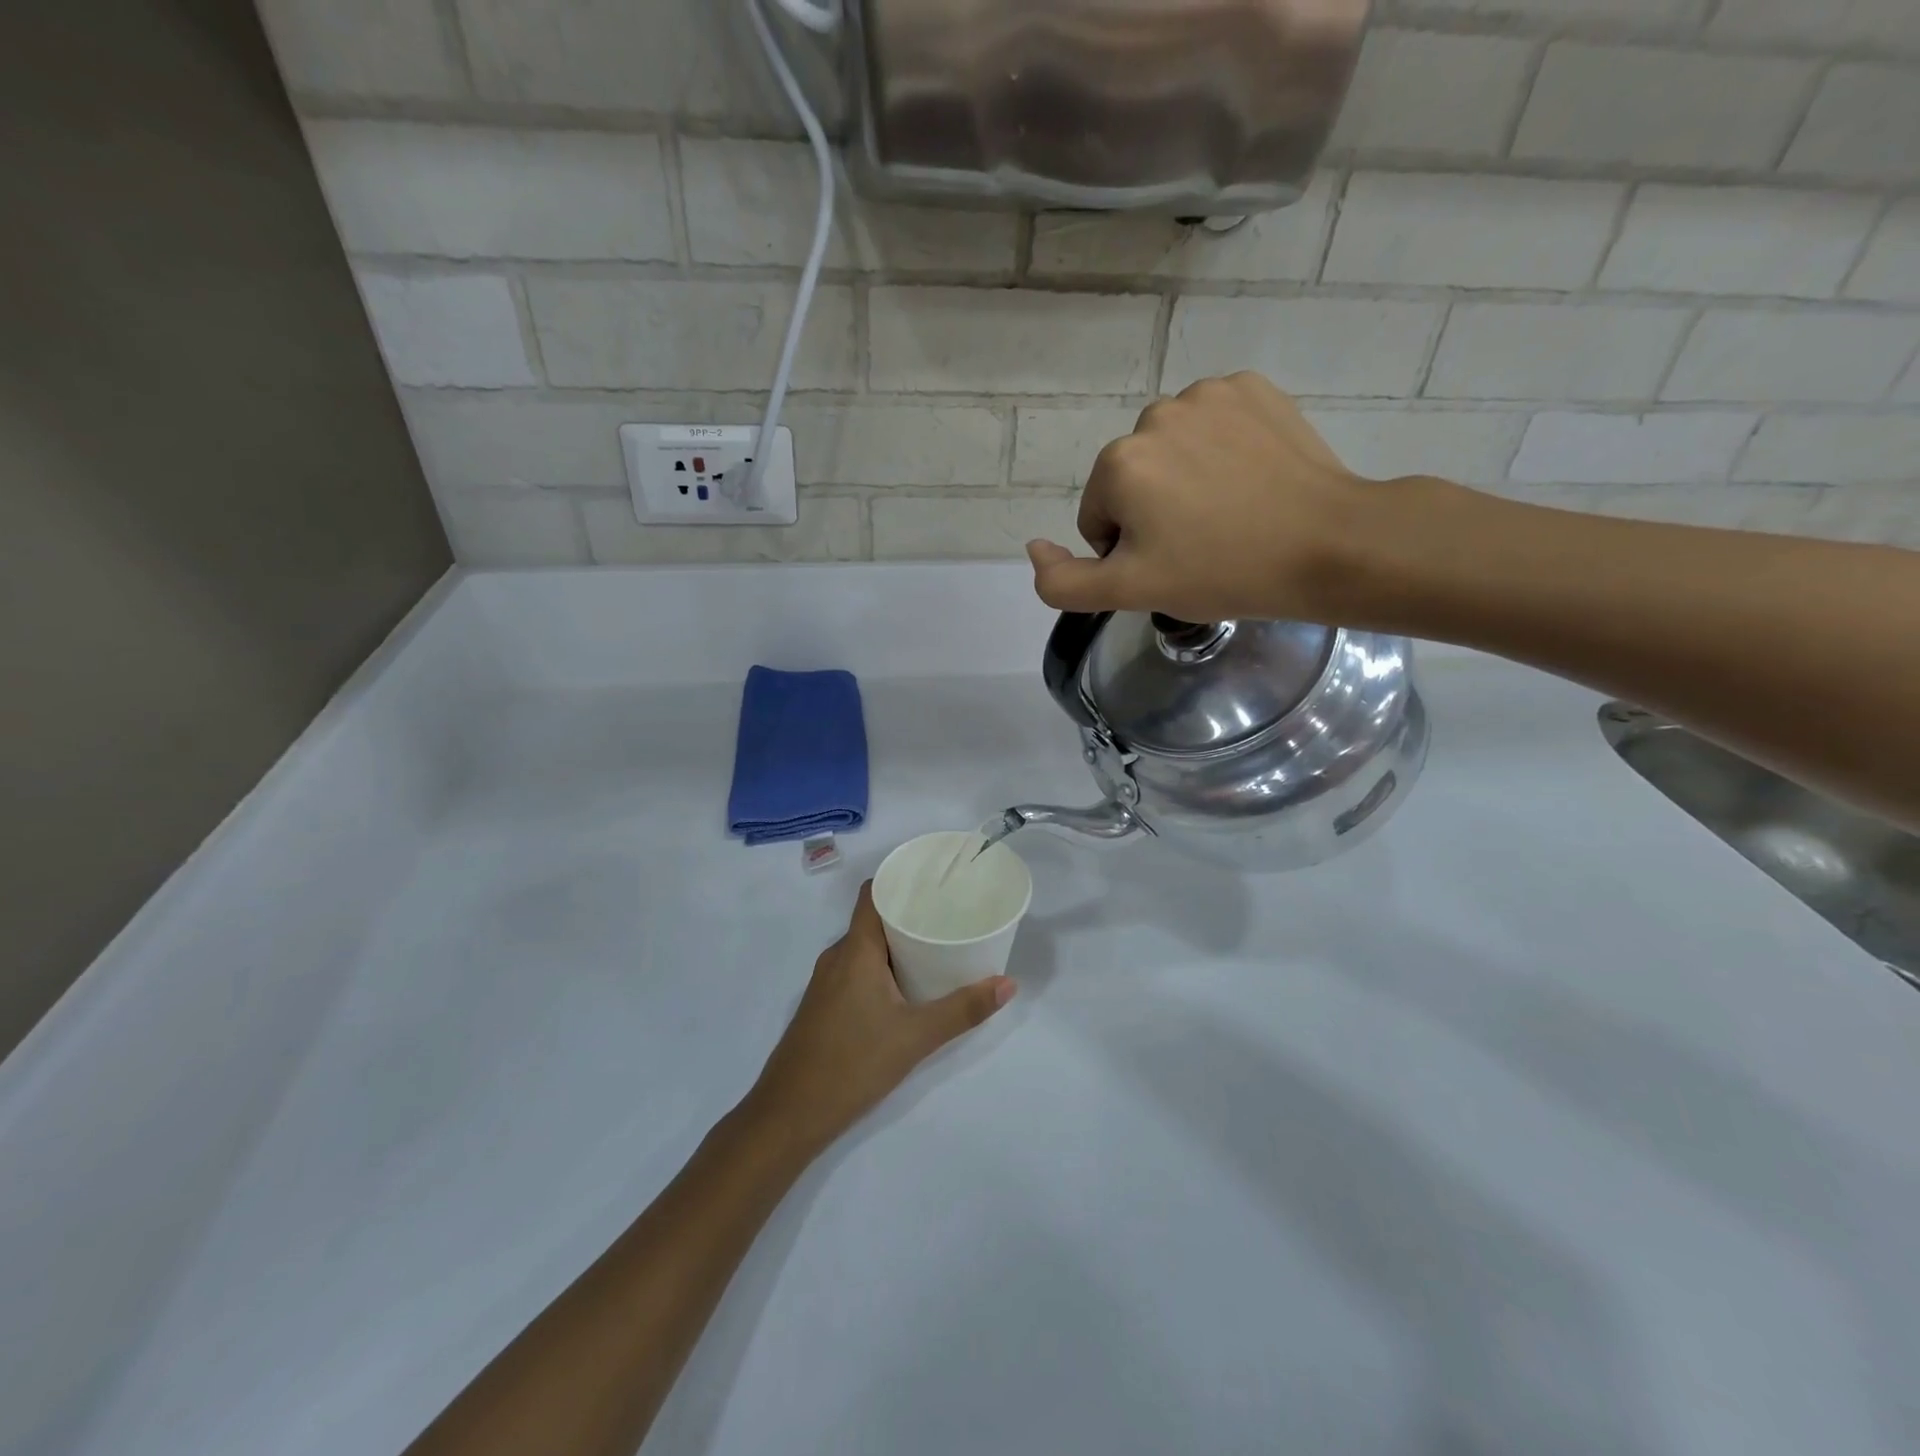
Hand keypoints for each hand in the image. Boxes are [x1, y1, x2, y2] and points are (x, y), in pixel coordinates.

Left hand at [744, 883, 1014, 1157]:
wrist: (788, 1115)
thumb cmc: (852, 1064)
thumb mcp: (915, 1037)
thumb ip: (962, 1010)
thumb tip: (1008, 984)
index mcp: (855, 950)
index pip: (873, 893)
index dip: (899, 879)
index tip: (934, 878)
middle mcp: (837, 957)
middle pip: (873, 919)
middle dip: (909, 913)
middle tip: (949, 913)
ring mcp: (826, 983)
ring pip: (865, 948)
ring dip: (896, 943)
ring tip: (936, 945)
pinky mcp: (824, 1006)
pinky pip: (856, 970)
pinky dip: (882, 967)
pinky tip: (907, 986)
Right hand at [1026, 372, 1465, 625]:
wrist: (1327, 545)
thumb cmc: (1222, 572)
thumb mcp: (1129, 592)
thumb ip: (1062, 581)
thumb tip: (1032, 548)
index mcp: (1119, 464)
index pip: (1100, 518)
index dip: (1130, 551)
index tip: (1173, 565)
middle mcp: (1154, 415)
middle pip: (1133, 480)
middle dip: (1155, 512)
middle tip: (1203, 544)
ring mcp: (1208, 395)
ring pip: (1172, 451)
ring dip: (1186, 479)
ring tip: (1231, 513)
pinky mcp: (1253, 388)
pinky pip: (1213, 424)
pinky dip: (1222, 449)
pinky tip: (1251, 479)